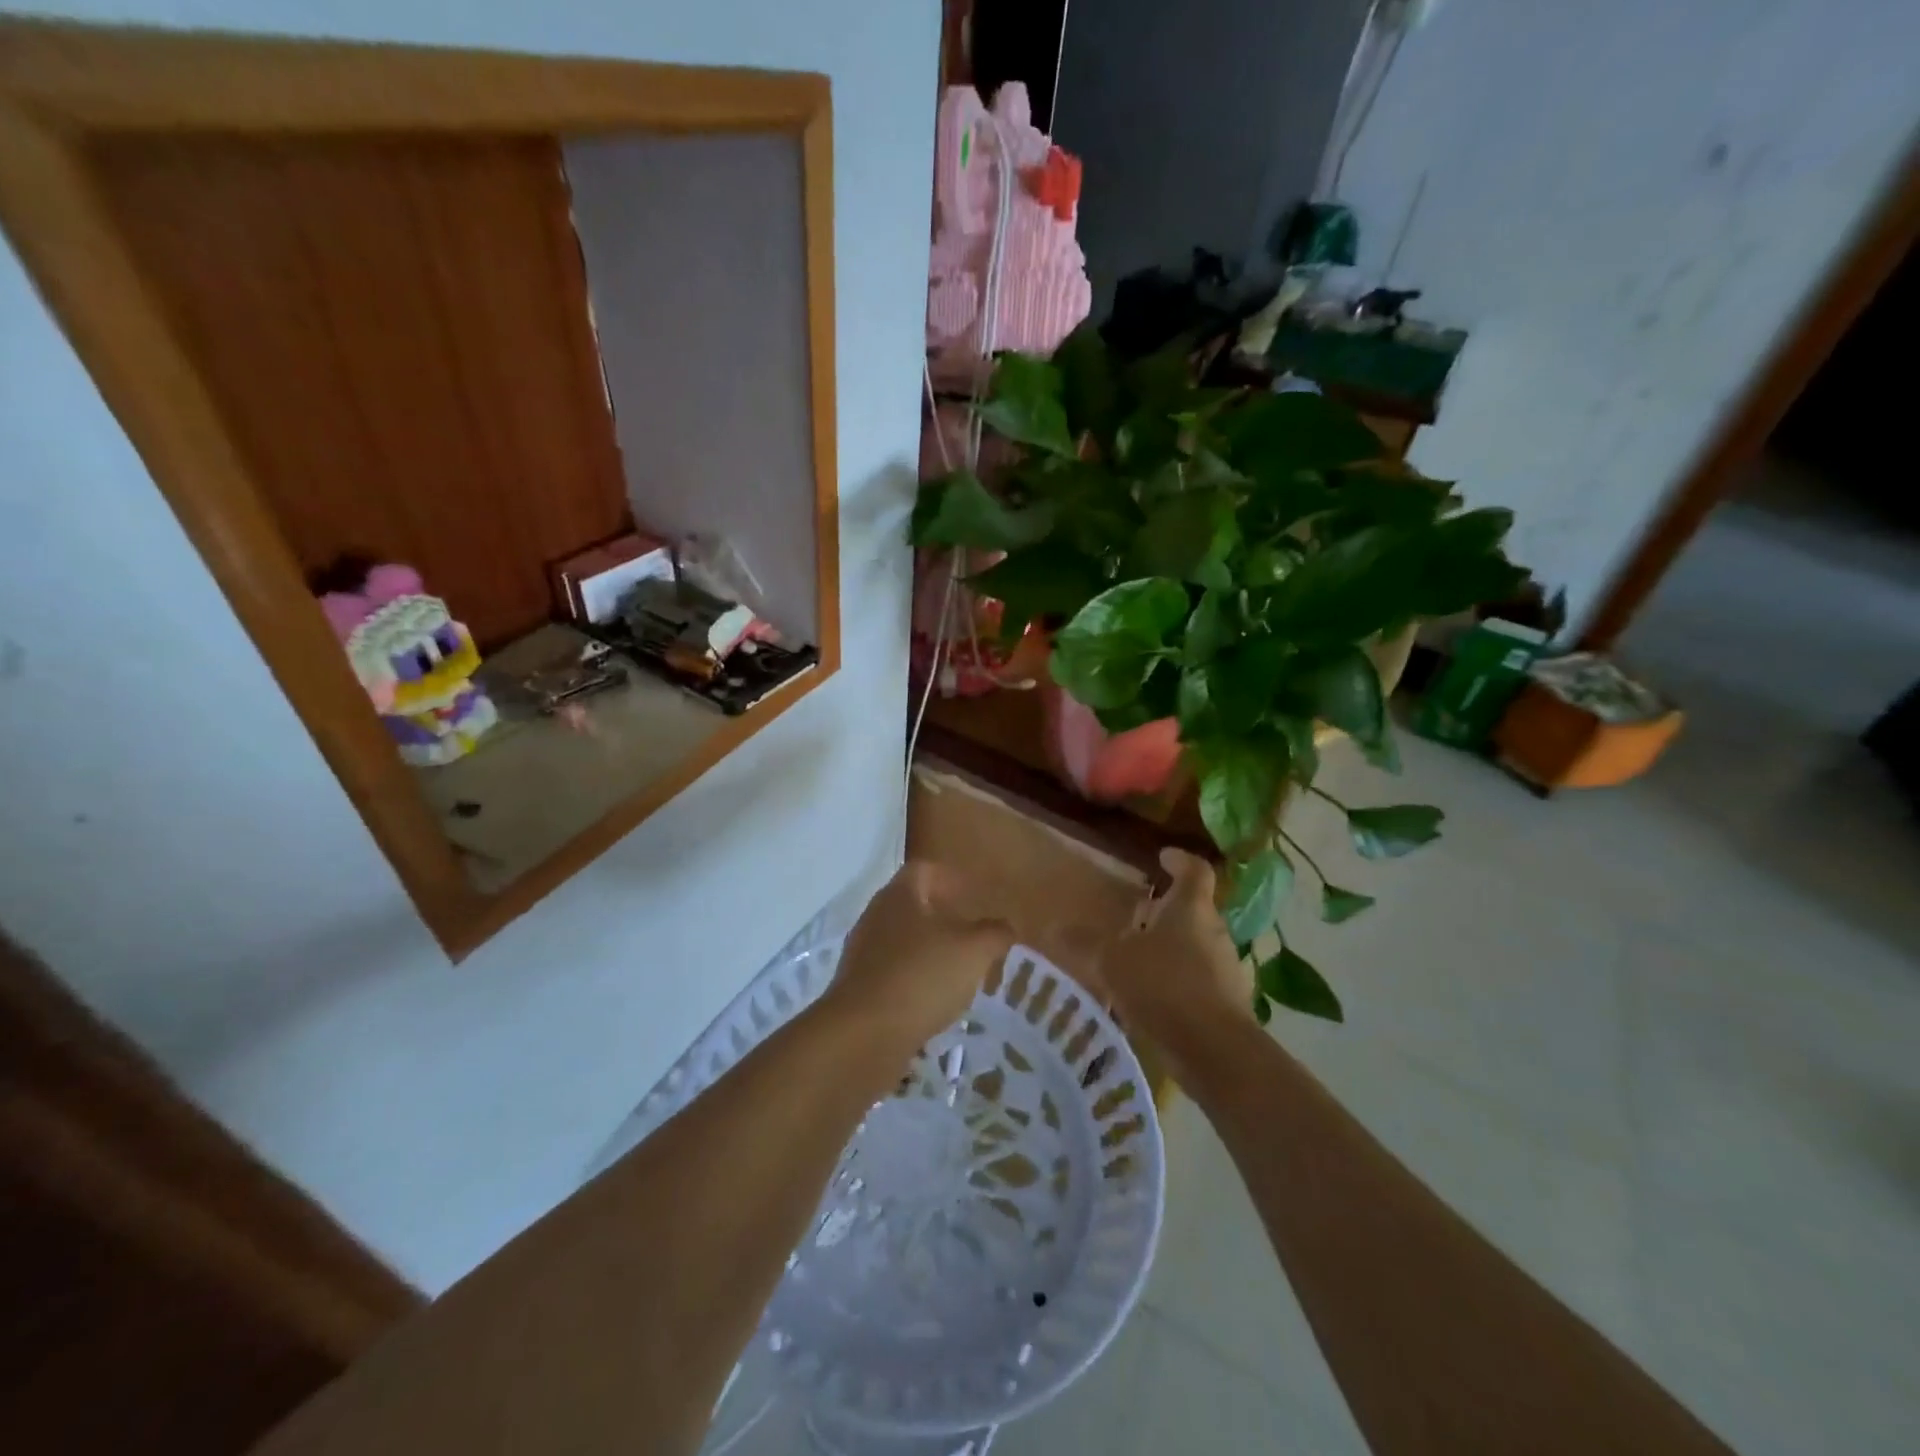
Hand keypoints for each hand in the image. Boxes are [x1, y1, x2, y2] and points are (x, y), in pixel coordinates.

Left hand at [824, 862, 1013, 1049]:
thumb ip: (994, 933)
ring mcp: (861, 954)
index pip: (923, 870)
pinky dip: (914, 981)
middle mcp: (875, 917)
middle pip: (910, 906)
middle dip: (942, 917)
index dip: (951, 878)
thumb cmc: (922, 977)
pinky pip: (892, 974)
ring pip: (901, 941)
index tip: (974, 895)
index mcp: (899, 895)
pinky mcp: (857, 989)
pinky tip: (934, 1001)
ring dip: (928, 951)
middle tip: (971, 934)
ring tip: (958, 971)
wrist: (864, 1035)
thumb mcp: (973, 951)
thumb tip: (1005, 926)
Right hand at [1096, 849, 1254, 1079]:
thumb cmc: (1164, 986)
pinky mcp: (1227, 1003)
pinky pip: (1199, 982)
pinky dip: (1176, 983)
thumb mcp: (1112, 962)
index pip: (1195, 870)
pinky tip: (1150, 1001)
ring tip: (1137, 962)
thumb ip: (1084, 944)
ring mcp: (1225, 969)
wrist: (1215, 1049)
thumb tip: (1052, 928)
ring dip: (1169, 950)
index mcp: (1191, 909)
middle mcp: (1214, 932)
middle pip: (1194, 911)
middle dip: (1165, 912)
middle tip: (1136, 916)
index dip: (1180, 860)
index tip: (1163, 857)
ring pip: (1195, 947)